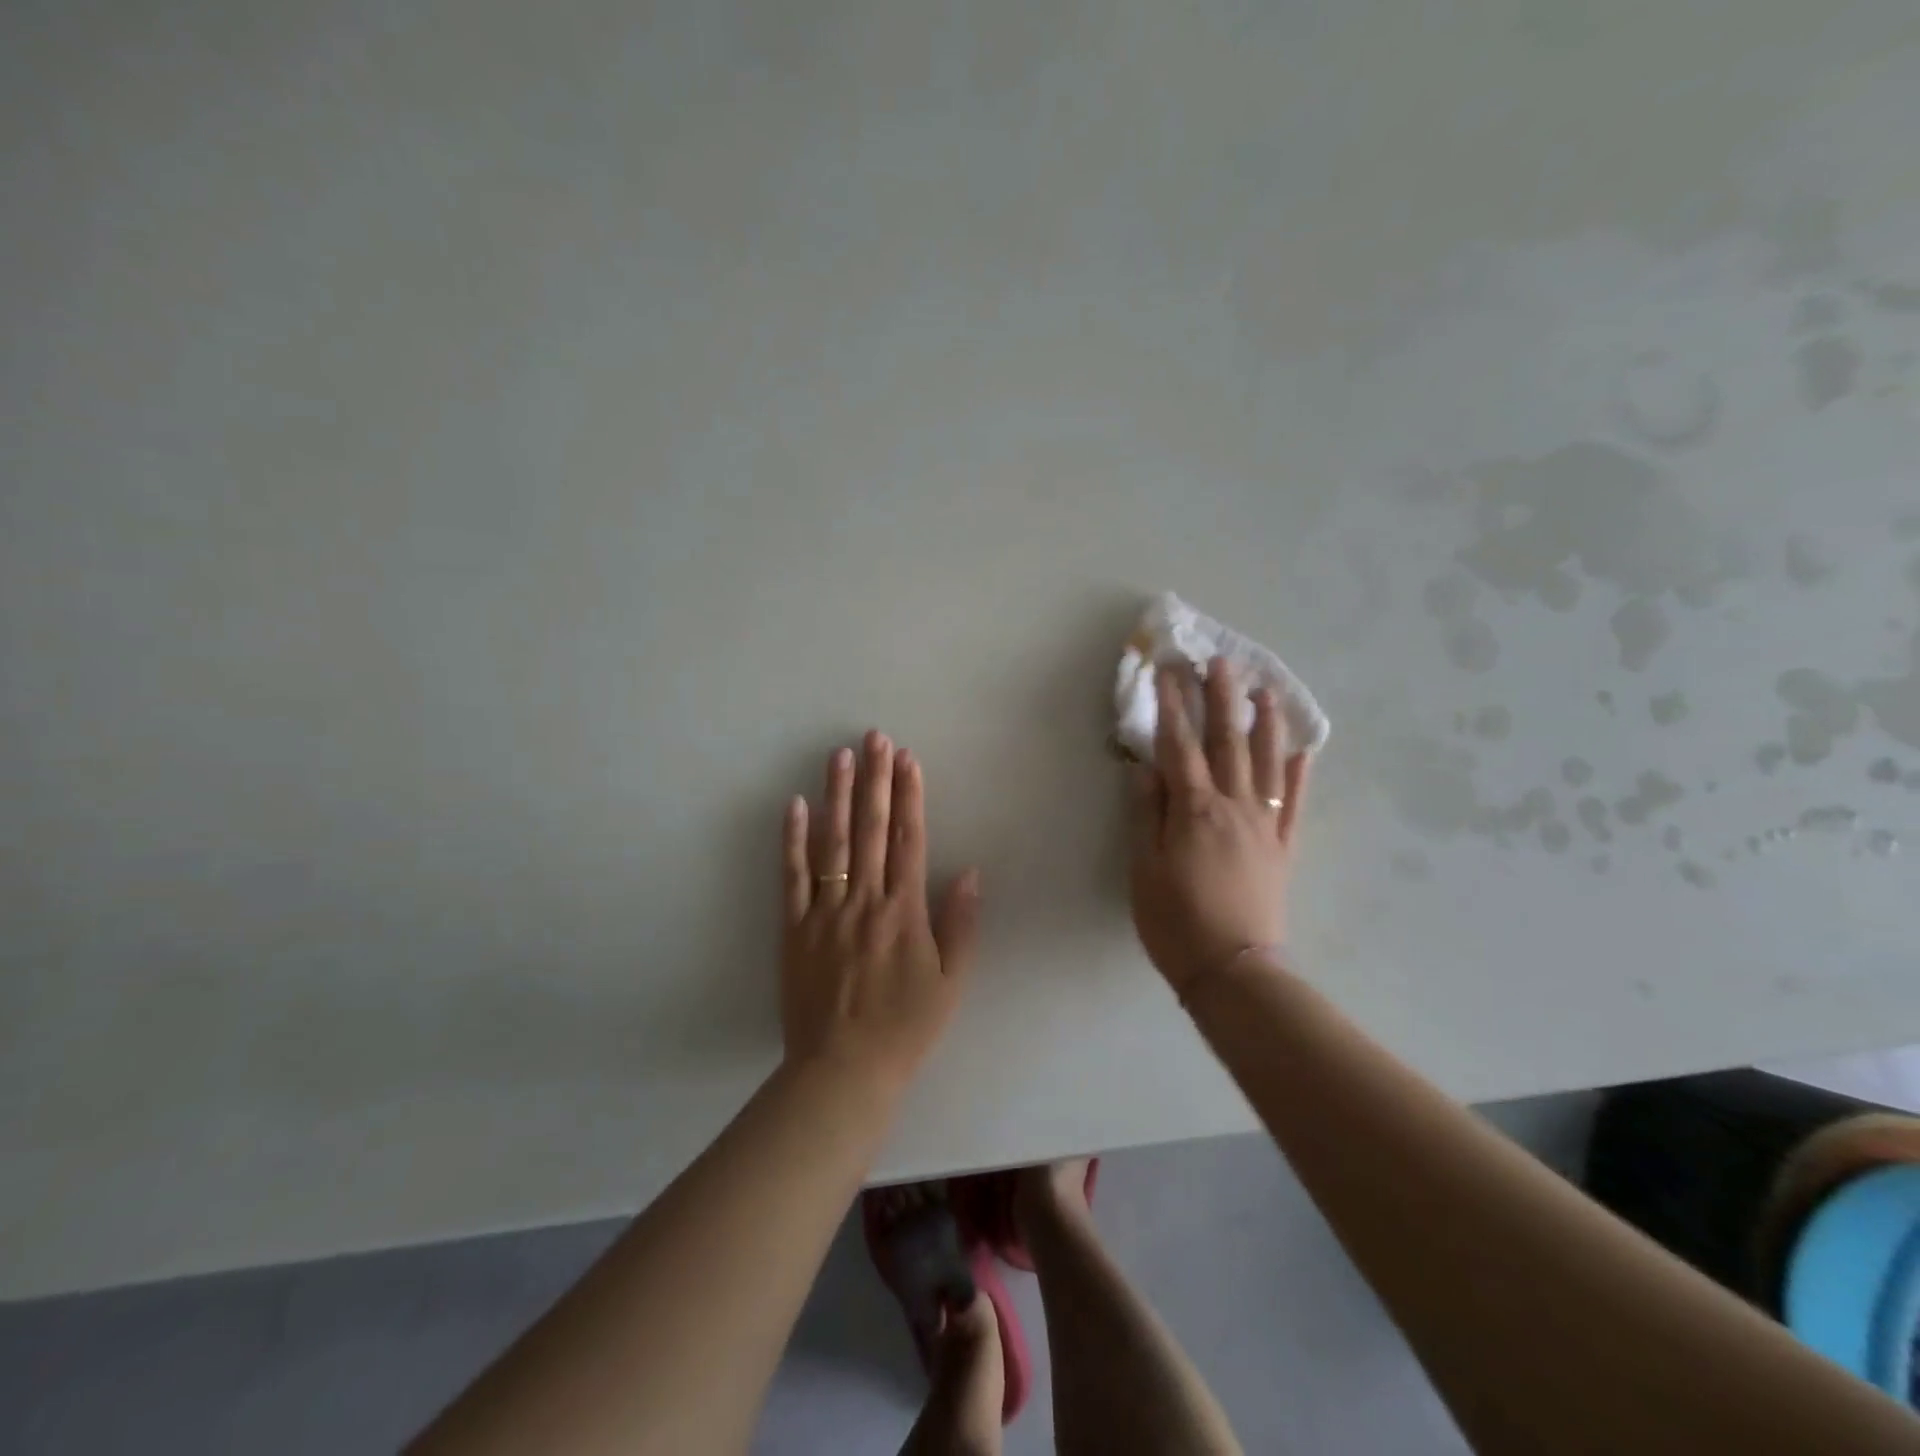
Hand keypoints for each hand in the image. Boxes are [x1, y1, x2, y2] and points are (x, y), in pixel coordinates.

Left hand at [780, 731, 981, 1094]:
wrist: (842, 1070)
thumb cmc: (904, 1028)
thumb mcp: (949, 983)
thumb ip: (960, 925)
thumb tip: (969, 872)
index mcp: (904, 912)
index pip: (908, 840)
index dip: (909, 796)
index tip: (908, 759)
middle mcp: (865, 901)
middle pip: (870, 830)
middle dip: (875, 780)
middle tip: (875, 737)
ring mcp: (825, 912)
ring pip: (832, 843)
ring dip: (837, 795)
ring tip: (840, 755)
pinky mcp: (794, 928)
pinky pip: (792, 877)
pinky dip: (793, 840)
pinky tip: (796, 805)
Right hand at [1129, 657, 1308, 997]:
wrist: (1232, 969)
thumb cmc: (1174, 920)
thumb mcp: (1143, 867)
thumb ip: (1145, 813)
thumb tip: (1144, 767)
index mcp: (1194, 810)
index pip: (1179, 746)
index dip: (1172, 706)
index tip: (1168, 671)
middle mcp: (1234, 806)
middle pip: (1227, 743)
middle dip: (1222, 699)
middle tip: (1221, 661)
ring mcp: (1264, 826)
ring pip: (1268, 764)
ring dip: (1266, 724)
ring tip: (1267, 691)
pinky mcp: (1283, 848)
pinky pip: (1294, 804)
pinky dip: (1299, 776)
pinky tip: (1305, 753)